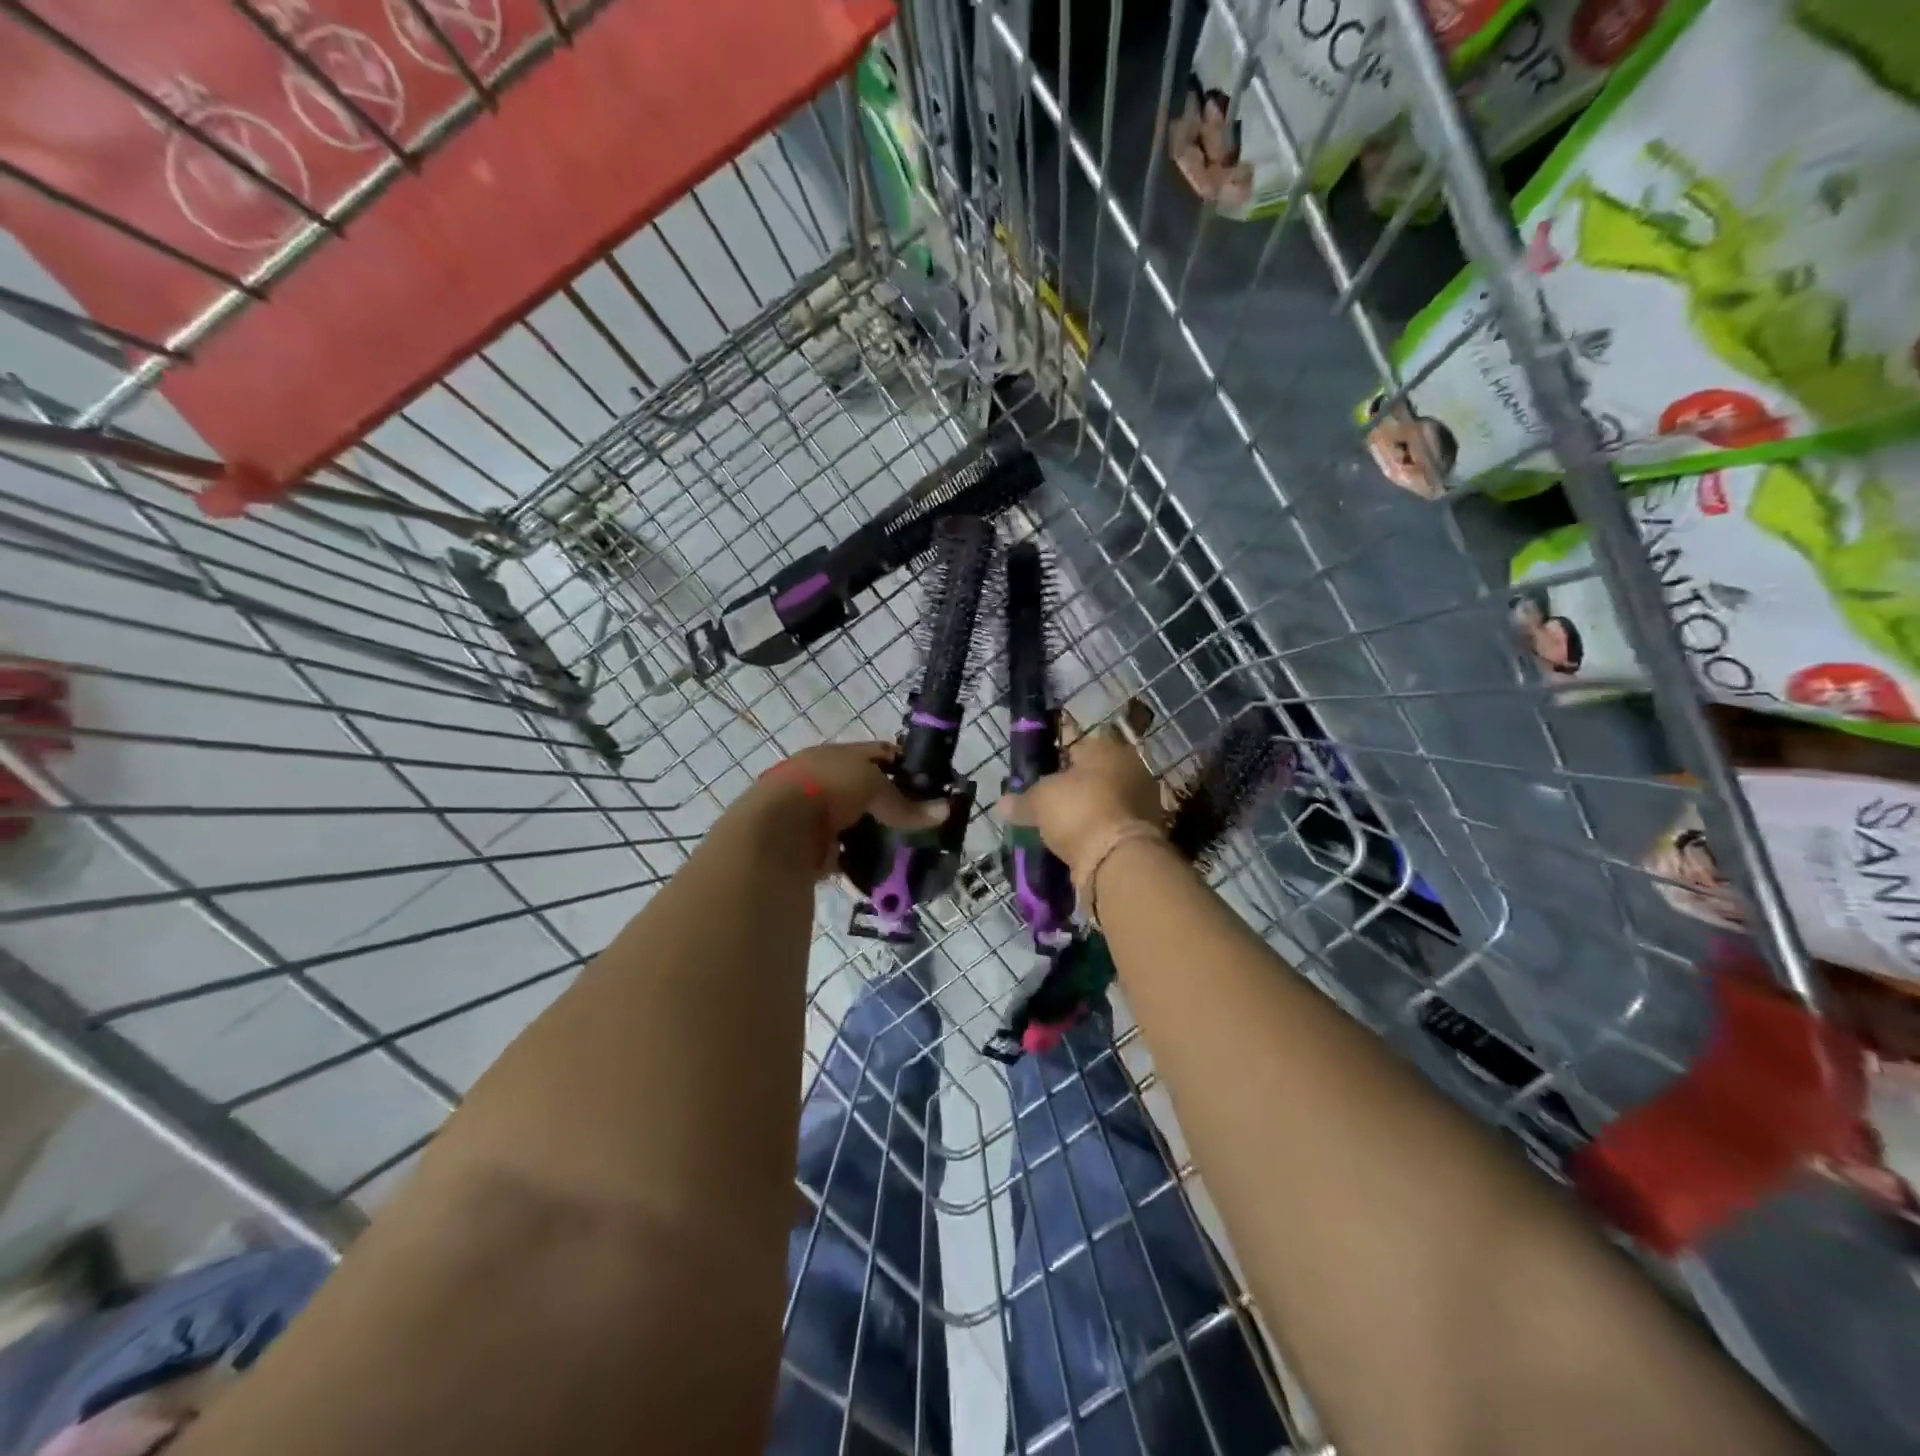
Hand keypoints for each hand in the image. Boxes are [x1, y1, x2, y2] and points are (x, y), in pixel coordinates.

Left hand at [753, 741, 947, 875]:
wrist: (776, 830)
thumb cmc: (827, 789)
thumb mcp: (873, 786)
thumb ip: (906, 803)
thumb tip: (945, 811)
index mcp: (834, 756)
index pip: (877, 754)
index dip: (903, 766)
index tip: (929, 784)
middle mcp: (822, 782)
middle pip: (864, 792)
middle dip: (890, 806)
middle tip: (920, 822)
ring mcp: (813, 817)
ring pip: (854, 825)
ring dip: (874, 836)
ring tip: (905, 849)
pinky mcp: (809, 850)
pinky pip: (843, 856)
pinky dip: (859, 863)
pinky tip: (881, 870)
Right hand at [998, 725, 1163, 875]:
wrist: (1119, 860)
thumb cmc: (1079, 811)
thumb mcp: (1039, 801)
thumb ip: (1022, 800)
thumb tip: (1002, 803)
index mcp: (1107, 748)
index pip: (1074, 747)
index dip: (1052, 762)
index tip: (1036, 780)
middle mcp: (1130, 768)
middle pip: (1092, 775)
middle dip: (1071, 790)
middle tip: (1046, 807)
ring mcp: (1142, 800)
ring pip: (1103, 802)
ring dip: (1085, 813)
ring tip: (1058, 830)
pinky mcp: (1145, 832)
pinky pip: (1112, 826)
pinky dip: (1096, 833)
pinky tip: (1076, 845)